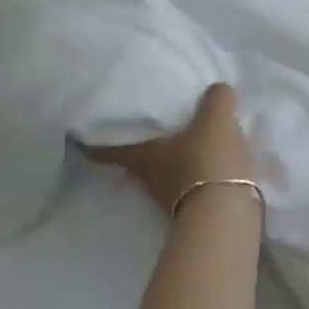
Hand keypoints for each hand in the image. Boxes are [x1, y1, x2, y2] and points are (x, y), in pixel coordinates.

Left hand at [85, 84, 254, 213]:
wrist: (228, 217)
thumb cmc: (207, 162)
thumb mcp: (214, 118)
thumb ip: (215, 98)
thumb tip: (216, 91)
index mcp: (143, 157)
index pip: (107, 149)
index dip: (91, 141)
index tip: (80, 132)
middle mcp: (150, 179)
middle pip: (138, 158)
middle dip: (141, 142)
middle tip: (146, 120)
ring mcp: (173, 197)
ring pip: (168, 168)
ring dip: (175, 155)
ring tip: (189, 134)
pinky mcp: (199, 206)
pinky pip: (195, 179)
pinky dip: (201, 168)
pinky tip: (216, 156)